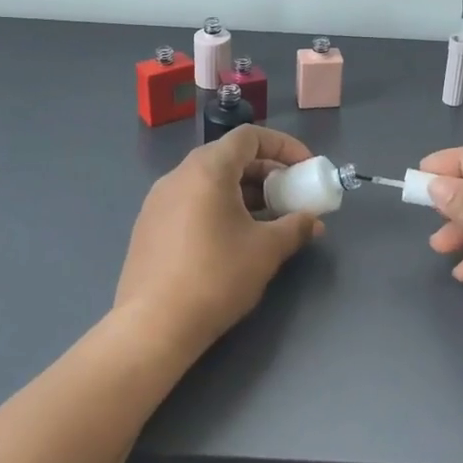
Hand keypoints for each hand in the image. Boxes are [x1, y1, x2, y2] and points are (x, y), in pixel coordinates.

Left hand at [114, 125, 324, 362]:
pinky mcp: (149, 226)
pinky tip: (234, 240)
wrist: (153, 325)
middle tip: (290, 197)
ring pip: (210, 182)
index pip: (249, 137)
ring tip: (268, 222)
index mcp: (207, 169)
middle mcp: (178, 175)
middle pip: (229, 158)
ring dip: (244, 193)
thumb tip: (313, 221)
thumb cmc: (216, 277)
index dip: (283, 146)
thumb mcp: (266, 250)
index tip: (305, 168)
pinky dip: (219, 208)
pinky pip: (192, 202)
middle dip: (266, 173)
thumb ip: (296, 227)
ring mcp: (158, 201)